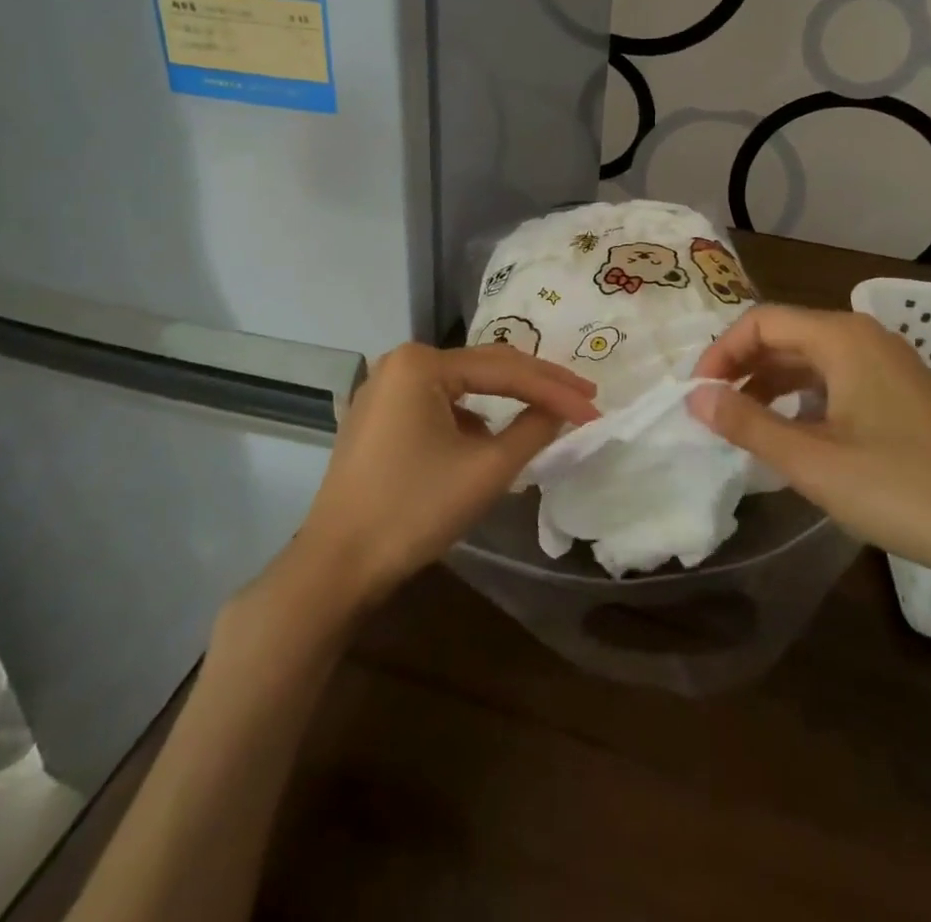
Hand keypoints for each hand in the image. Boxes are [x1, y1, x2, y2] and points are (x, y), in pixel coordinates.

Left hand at [286, 343, 598, 610]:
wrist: (336, 567)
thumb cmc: (413, 511)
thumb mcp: (486, 470)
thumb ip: (534, 430)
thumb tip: (560, 410)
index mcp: (421, 363)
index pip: (505, 370)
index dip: (555, 390)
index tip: (594, 407)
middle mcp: (400, 363)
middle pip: (483, 369)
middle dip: (535, 385)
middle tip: (583, 397)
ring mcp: (385, 390)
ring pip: (462, 388)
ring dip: (506, 401)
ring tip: (549, 413)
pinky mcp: (379, 418)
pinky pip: (439, 406)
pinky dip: (472, 420)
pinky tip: (492, 440)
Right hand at [689, 305, 930, 607]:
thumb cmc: (905, 491)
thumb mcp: (814, 462)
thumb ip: (748, 425)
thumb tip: (695, 398)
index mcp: (843, 338)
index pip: (761, 322)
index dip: (721, 354)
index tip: (698, 398)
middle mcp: (866, 338)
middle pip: (786, 335)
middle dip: (743, 369)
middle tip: (715, 413)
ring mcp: (890, 365)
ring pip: (812, 359)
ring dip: (772, 385)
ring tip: (747, 427)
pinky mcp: (905, 394)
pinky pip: (839, 380)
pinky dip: (805, 399)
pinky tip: (798, 436)